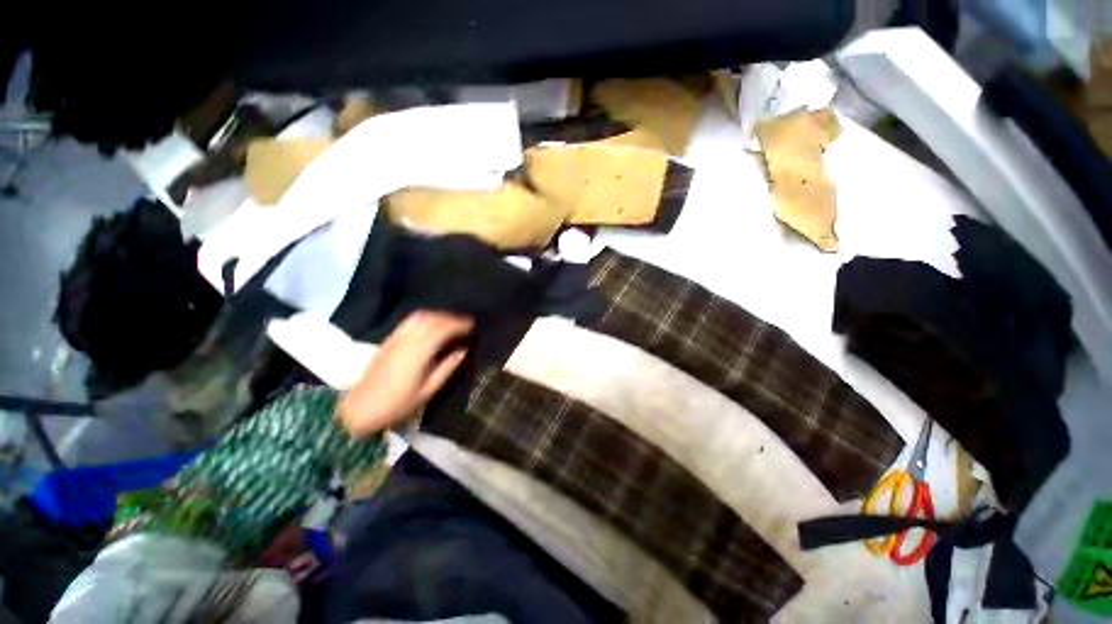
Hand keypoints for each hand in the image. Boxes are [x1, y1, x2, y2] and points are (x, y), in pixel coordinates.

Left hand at [338, 311, 472, 437]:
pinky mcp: (389, 340)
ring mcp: (396, 338)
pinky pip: (410, 321)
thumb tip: (463, 350)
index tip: (472, 326)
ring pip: (421, 317)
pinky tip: (431, 324)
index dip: (459, 324)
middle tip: (466, 324)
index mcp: (419, 352)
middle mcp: (407, 339)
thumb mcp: (428, 390)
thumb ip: (447, 367)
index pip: (443, 329)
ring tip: (451, 322)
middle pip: (433, 319)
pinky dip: (425, 317)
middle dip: (451, 318)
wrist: (360, 409)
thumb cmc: (398, 404)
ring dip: (439, 316)